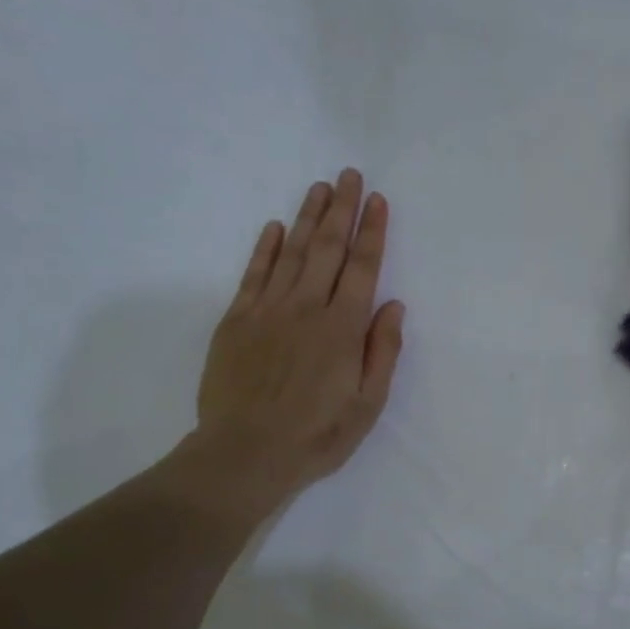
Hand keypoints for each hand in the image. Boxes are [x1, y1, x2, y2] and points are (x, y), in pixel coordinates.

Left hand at [182, 168, 404, 517]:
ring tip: (320, 187)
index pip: (362, 268)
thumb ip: (383, 351)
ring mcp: (267, 311)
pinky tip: (276, 228)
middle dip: (342, 209)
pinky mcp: (237, 321)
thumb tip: (393, 305)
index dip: (371, 232)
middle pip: (328, 249)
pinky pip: (254, 274)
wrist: (245, 453)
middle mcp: (306, 308)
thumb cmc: (316, 436)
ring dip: (308, 218)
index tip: (378, 200)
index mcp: (343, 329)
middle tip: (350, 175)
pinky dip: (266, 248)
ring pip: (292, 253)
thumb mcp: (367, 405)